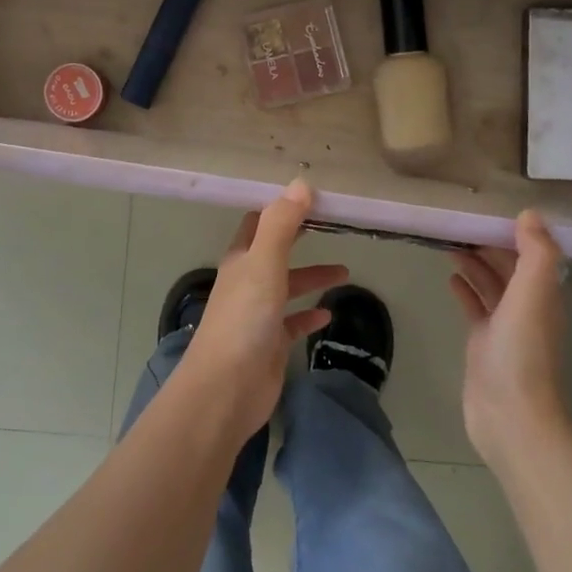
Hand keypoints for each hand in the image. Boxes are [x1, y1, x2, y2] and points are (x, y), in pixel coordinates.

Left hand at [178, 180, 348, 440]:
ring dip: (312, 277)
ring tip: (345, 271)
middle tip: (332, 226)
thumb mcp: (264, 263)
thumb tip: (301, 183)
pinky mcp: (270, 344)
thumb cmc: (244, 319)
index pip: (258, 222)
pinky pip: (293, 323)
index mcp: (241, 259)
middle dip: (300, 239)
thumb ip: (281, 224)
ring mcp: (258, 314)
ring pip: (288, 287)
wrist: (226, 388)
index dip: (280, 208)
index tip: (310, 197)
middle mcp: (247, 281)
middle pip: (275, 252)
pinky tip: (328, 314)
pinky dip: (309, 315)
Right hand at [450, 210, 571, 463]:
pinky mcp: (484, 343)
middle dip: (490, 244)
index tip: (488, 209)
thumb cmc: (522, 351)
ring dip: (475, 264)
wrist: (511, 416)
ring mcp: (505, 327)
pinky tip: (450, 278)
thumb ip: (536, 253)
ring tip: (450, 243)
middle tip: (460, 223)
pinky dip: (465, 290)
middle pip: (510, 267)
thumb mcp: (533, 294)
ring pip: (491, 285)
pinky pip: (475, 308)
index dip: (514, 231)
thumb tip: (530, 214)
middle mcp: (528, 307)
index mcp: (543, 293)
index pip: (532, 253)